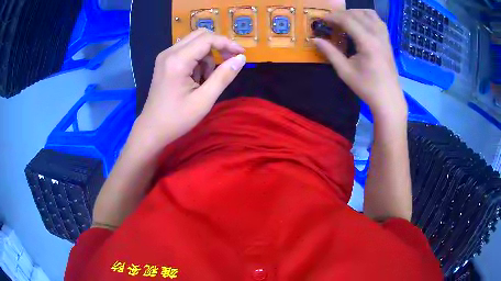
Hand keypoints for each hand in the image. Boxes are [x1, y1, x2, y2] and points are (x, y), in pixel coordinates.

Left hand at [136, 29, 246, 150]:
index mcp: (177, 61)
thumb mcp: (204, 100)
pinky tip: (195, 79)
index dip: (227, 43)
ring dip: (206, 56)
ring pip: (194, 42)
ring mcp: (165, 56)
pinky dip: (197, 60)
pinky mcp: (164, 62)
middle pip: (200, 35)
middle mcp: (169, 52)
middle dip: (218, 46)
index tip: (241, 54)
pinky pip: (186, 51)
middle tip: (228, 62)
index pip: (207, 39)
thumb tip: (241, 59)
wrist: (152, 129)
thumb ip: (223, 76)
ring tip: (205, 80)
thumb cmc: (177, 119)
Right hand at [313, 10, 406, 117]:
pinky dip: (367, 17)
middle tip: (331, 21)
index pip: (347, 20)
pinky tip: (361, 24)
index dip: (332, 17)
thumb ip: (330, 53)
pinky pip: (378, 21)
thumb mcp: (345, 72)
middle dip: (341, 14)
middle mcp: (377, 35)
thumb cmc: (367, 87)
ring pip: (369, 13)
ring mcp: (384, 37)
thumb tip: (315, 40)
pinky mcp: (388, 40)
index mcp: (367, 42)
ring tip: (345, 19)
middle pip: (357, 14)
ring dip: (355, 13)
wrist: (389, 99)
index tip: (322, 20)